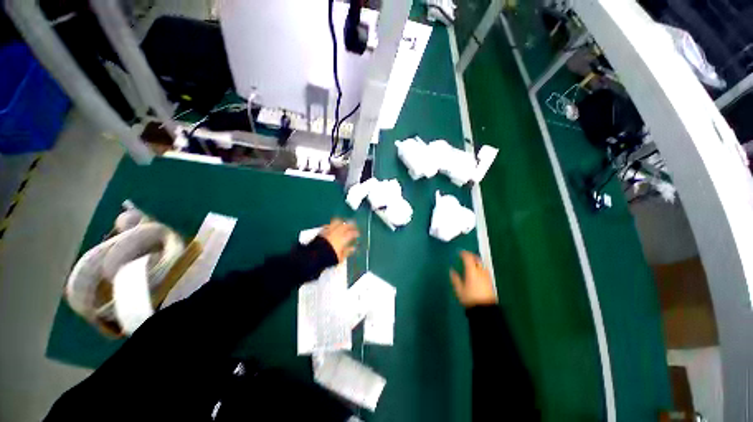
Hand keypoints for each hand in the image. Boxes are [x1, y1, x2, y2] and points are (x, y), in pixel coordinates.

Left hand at [319, 218, 359, 261]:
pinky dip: (332, 225)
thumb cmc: (329, 258)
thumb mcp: (340, 257)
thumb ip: (347, 252)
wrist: (314, 256)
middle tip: (353, 226)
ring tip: (344, 223)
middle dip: (350, 225)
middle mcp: (337, 233)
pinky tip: (333, 226)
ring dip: (342, 222)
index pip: (351, 233)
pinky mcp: (322, 231)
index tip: (358, 234)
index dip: (355, 233)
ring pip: (337, 222)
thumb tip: (353, 248)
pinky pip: (329, 225)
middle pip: (345, 225)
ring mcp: (329, 230)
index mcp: (342, 239)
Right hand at [450, 251, 496, 307]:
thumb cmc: (470, 298)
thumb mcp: (459, 289)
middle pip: (477, 259)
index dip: (464, 253)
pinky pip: (484, 270)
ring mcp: (486, 276)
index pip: (468, 258)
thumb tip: (451, 270)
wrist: (485, 309)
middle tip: (465, 256)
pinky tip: (477, 272)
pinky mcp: (490, 281)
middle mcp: (480, 272)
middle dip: (471, 256)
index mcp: (472, 272)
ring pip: (482, 264)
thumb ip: (455, 279)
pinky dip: (480, 267)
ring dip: (476, 261)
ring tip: (471, 263)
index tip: (459, 252)